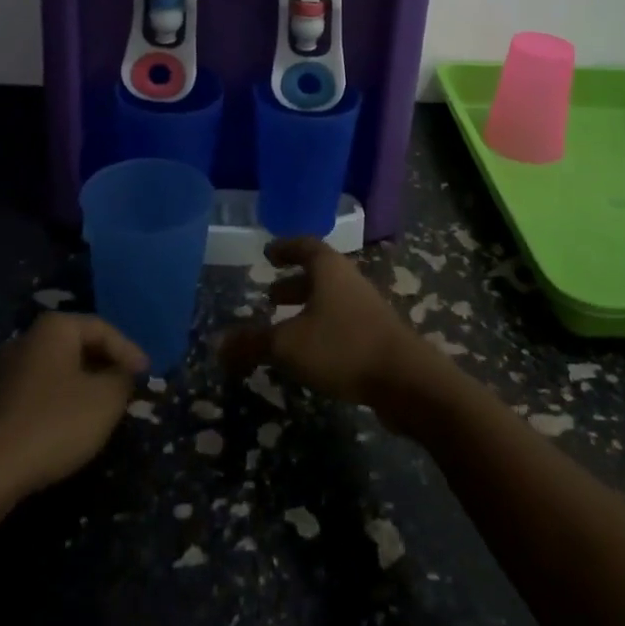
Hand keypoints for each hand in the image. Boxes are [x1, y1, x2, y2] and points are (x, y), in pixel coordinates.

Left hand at [0, 313, 147, 495]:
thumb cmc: (56, 422)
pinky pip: (45, 389)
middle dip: (108, 366)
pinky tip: (77, 423)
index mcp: (55, 327)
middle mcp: (29, 339)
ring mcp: (11, 370)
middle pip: (81, 346)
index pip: (103, 329)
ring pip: (62, 369)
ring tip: (108, 407)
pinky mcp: (1, 401)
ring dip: (88, 385)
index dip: (129, 351)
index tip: (147, 376)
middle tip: (130, 388)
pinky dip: (66, 400)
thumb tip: (124, 373)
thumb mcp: (106, 399)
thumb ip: (123, 378)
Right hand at [218, 237, 450, 428]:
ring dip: (307, 308)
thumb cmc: (343, 347)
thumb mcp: (288, 345)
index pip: (305, 245)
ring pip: (331, 300)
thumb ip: (252, 344)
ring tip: (284, 327)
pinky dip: (321, 329)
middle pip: (319, 274)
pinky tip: (310, 354)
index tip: (268, 253)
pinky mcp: (377, 336)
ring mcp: (367, 308)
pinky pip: (342, 322)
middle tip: (270, 295)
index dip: (285, 248)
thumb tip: (218, 344)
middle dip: (294, 283)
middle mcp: (349, 280)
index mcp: (329, 269)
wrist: (406, 380)